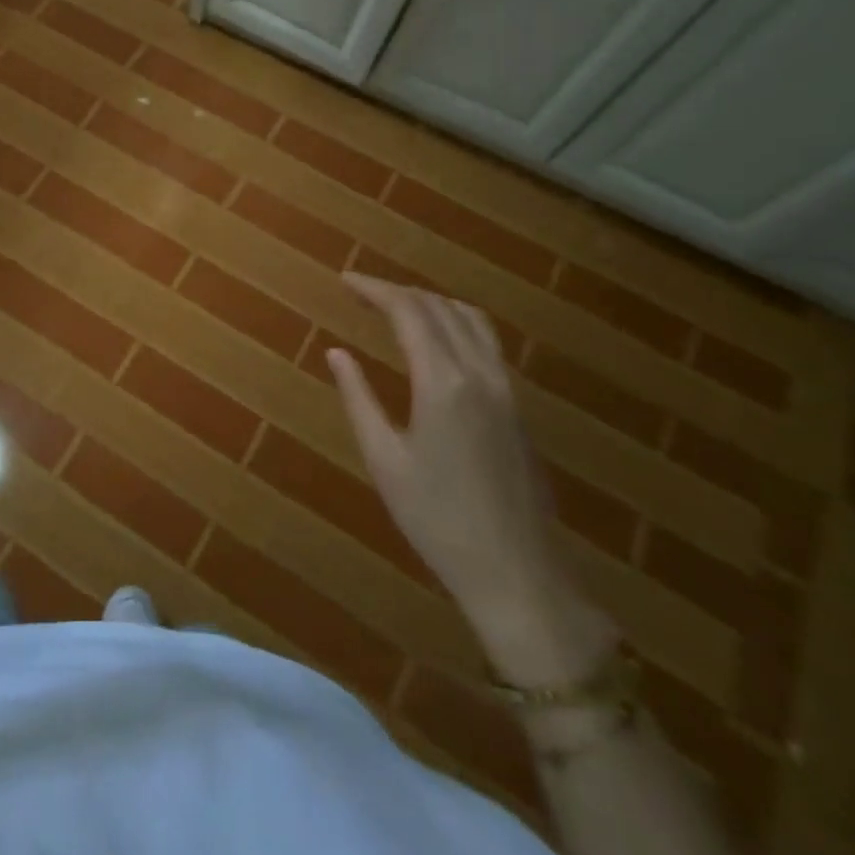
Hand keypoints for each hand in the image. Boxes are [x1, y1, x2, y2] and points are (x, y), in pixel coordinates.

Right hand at [329, 274, 611, 682]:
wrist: (517, 573)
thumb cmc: (437, 520)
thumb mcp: (385, 459)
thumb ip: (359, 398)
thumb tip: (337, 353)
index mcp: (442, 382)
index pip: (408, 311)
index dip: (374, 289)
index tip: (344, 281)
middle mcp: (478, 373)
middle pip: (439, 307)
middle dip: (397, 291)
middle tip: (360, 293)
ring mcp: (505, 388)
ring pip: (470, 319)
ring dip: (430, 302)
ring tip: (395, 308)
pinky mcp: (517, 407)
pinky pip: (486, 341)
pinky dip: (455, 322)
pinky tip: (437, 340)